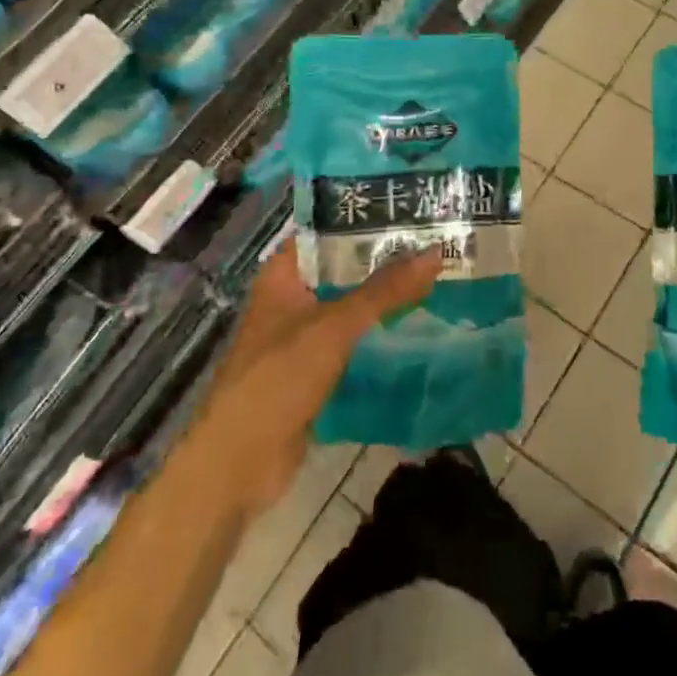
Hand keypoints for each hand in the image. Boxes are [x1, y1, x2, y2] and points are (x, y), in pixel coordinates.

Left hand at [191, 240, 440, 518]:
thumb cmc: (278, 379)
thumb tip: (436, 253)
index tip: (411, 210)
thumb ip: (384, 291)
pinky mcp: (314, 372)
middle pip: (343, 270)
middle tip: (437, 243)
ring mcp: (302, 337)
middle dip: (385, 261)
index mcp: (283, 275)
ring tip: (438, 278)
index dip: (366, 219)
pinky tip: (418, 327)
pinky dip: (380, 335)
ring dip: (386, 299)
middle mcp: (291, 299)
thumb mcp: (334, 327)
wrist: (238, 465)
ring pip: (351, 307)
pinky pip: (353, 343)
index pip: (327, 231)